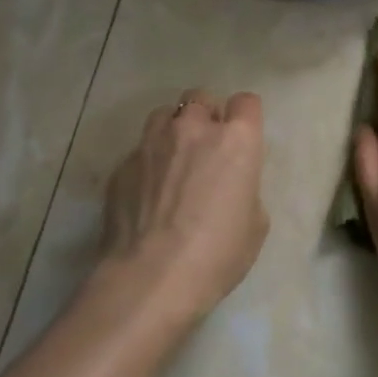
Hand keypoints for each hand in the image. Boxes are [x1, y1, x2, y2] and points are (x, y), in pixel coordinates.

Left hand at [99, 89, 268, 322]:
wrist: (150, 278)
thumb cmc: (217, 253)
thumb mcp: (255, 224)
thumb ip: (245, 189)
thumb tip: (230, 187)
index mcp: (237, 140)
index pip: (246, 102)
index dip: (245, 118)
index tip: (243, 139)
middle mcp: (194, 128)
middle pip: (201, 98)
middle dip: (206, 116)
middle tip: (206, 148)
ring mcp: (152, 143)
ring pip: (164, 115)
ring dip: (173, 130)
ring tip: (173, 160)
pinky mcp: (122, 165)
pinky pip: (139, 151)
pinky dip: (147, 162)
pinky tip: (147, 193)